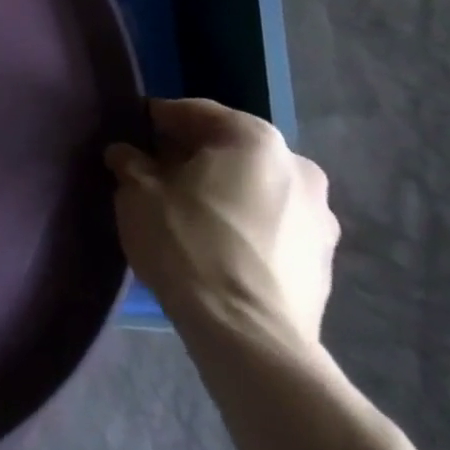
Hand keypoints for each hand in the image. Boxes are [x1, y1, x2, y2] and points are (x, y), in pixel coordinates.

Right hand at [105, 99, 337, 351]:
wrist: (249, 338)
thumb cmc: (188, 243)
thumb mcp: (137, 192)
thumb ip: (130, 162)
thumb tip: (125, 154)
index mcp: (255, 138)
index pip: (194, 112)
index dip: (157, 121)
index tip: (131, 136)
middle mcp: (298, 167)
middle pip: (230, 149)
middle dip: (193, 158)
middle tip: (155, 175)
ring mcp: (320, 218)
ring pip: (255, 189)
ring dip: (222, 193)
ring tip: (185, 214)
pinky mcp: (324, 263)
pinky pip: (272, 226)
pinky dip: (244, 226)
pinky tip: (215, 247)